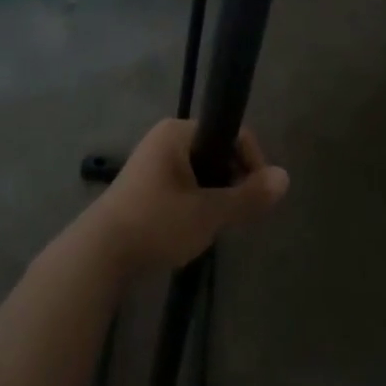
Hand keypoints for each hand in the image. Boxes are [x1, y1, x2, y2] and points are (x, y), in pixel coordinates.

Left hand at [79, 119, 288, 276]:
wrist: (99, 253)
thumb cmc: (156, 222)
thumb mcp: (209, 212)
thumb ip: (248, 196)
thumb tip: (286, 177)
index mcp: (178, 132)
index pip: (232, 134)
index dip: (252, 162)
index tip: (257, 195)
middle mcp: (165, 139)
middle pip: (217, 152)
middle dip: (233, 181)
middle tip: (237, 214)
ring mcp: (152, 162)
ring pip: (202, 172)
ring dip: (216, 194)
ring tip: (217, 224)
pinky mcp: (145, 186)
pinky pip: (185, 185)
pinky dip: (197, 202)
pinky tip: (195, 228)